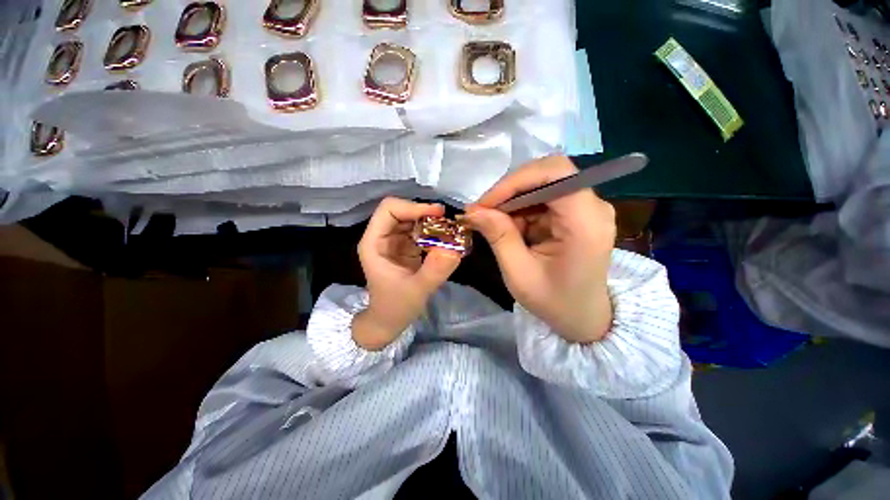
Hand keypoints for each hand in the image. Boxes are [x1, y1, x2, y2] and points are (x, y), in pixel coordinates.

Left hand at [352, 197, 461, 350]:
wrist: (389, 321)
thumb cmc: (396, 307)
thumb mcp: (417, 291)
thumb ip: (434, 271)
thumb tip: (454, 249)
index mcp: (374, 243)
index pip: (389, 209)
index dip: (412, 206)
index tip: (437, 214)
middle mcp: (382, 237)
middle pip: (401, 210)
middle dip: (424, 212)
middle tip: (447, 221)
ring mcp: (394, 241)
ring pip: (412, 219)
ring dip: (430, 221)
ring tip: (449, 230)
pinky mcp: (405, 247)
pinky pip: (419, 231)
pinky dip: (433, 231)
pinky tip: (445, 238)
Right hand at [465, 155, 615, 343]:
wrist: (583, 317)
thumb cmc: (554, 302)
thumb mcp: (519, 274)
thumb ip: (499, 237)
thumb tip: (473, 210)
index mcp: (586, 223)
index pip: (555, 173)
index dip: (515, 181)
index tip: (486, 203)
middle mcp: (593, 207)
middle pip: (548, 174)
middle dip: (510, 190)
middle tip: (483, 211)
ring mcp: (586, 208)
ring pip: (541, 184)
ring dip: (512, 201)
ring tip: (493, 224)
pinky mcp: (576, 213)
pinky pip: (542, 198)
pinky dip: (520, 209)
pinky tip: (510, 229)